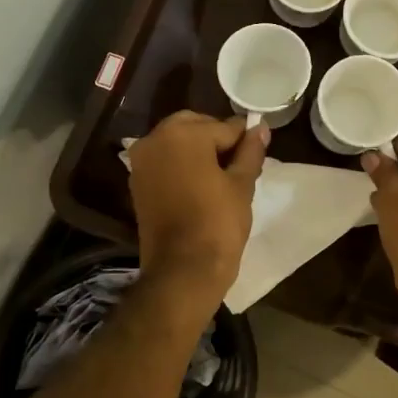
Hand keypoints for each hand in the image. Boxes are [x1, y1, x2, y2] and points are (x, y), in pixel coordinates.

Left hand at [127, 111, 268, 309]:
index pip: (224, 127)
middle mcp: (155, 139)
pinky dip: (182, 165)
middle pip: (195, 127)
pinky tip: (201, 185)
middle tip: (239, 165)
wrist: (182, 271)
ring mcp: (142, 161)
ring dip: (198, 151)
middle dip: (217, 140)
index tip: (257, 152)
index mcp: (183, 133)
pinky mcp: (137, 182)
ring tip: (222, 177)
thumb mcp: (242, 184)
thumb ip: (250, 151)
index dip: (244, 140)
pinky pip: (164, 161)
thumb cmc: (218, 223)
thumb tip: (260, 127)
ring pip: (177, 142)